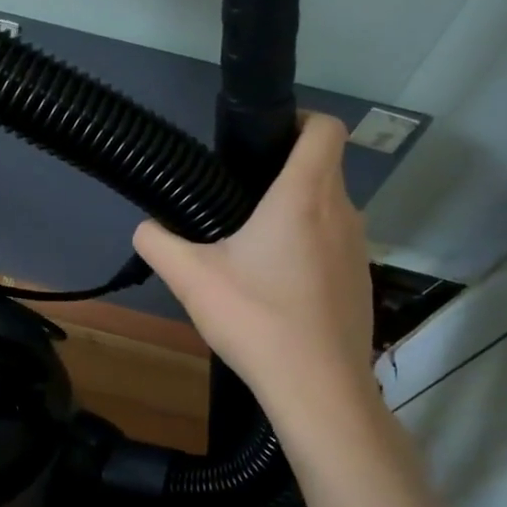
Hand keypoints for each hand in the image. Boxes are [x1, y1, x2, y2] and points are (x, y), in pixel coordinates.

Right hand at [133, 112, 372, 394]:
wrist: (317, 387)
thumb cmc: (256, 319)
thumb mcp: (190, 278)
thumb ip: (158, 242)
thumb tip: (145, 227)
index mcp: (303, 197)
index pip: (325, 128)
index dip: (300, 119)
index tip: (264, 139)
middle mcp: (342, 213)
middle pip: (323, 167)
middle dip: (285, 171)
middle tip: (239, 197)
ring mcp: (358, 249)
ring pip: (330, 208)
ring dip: (298, 212)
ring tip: (254, 245)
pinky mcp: (360, 281)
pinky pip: (335, 244)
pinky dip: (310, 247)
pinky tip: (278, 286)